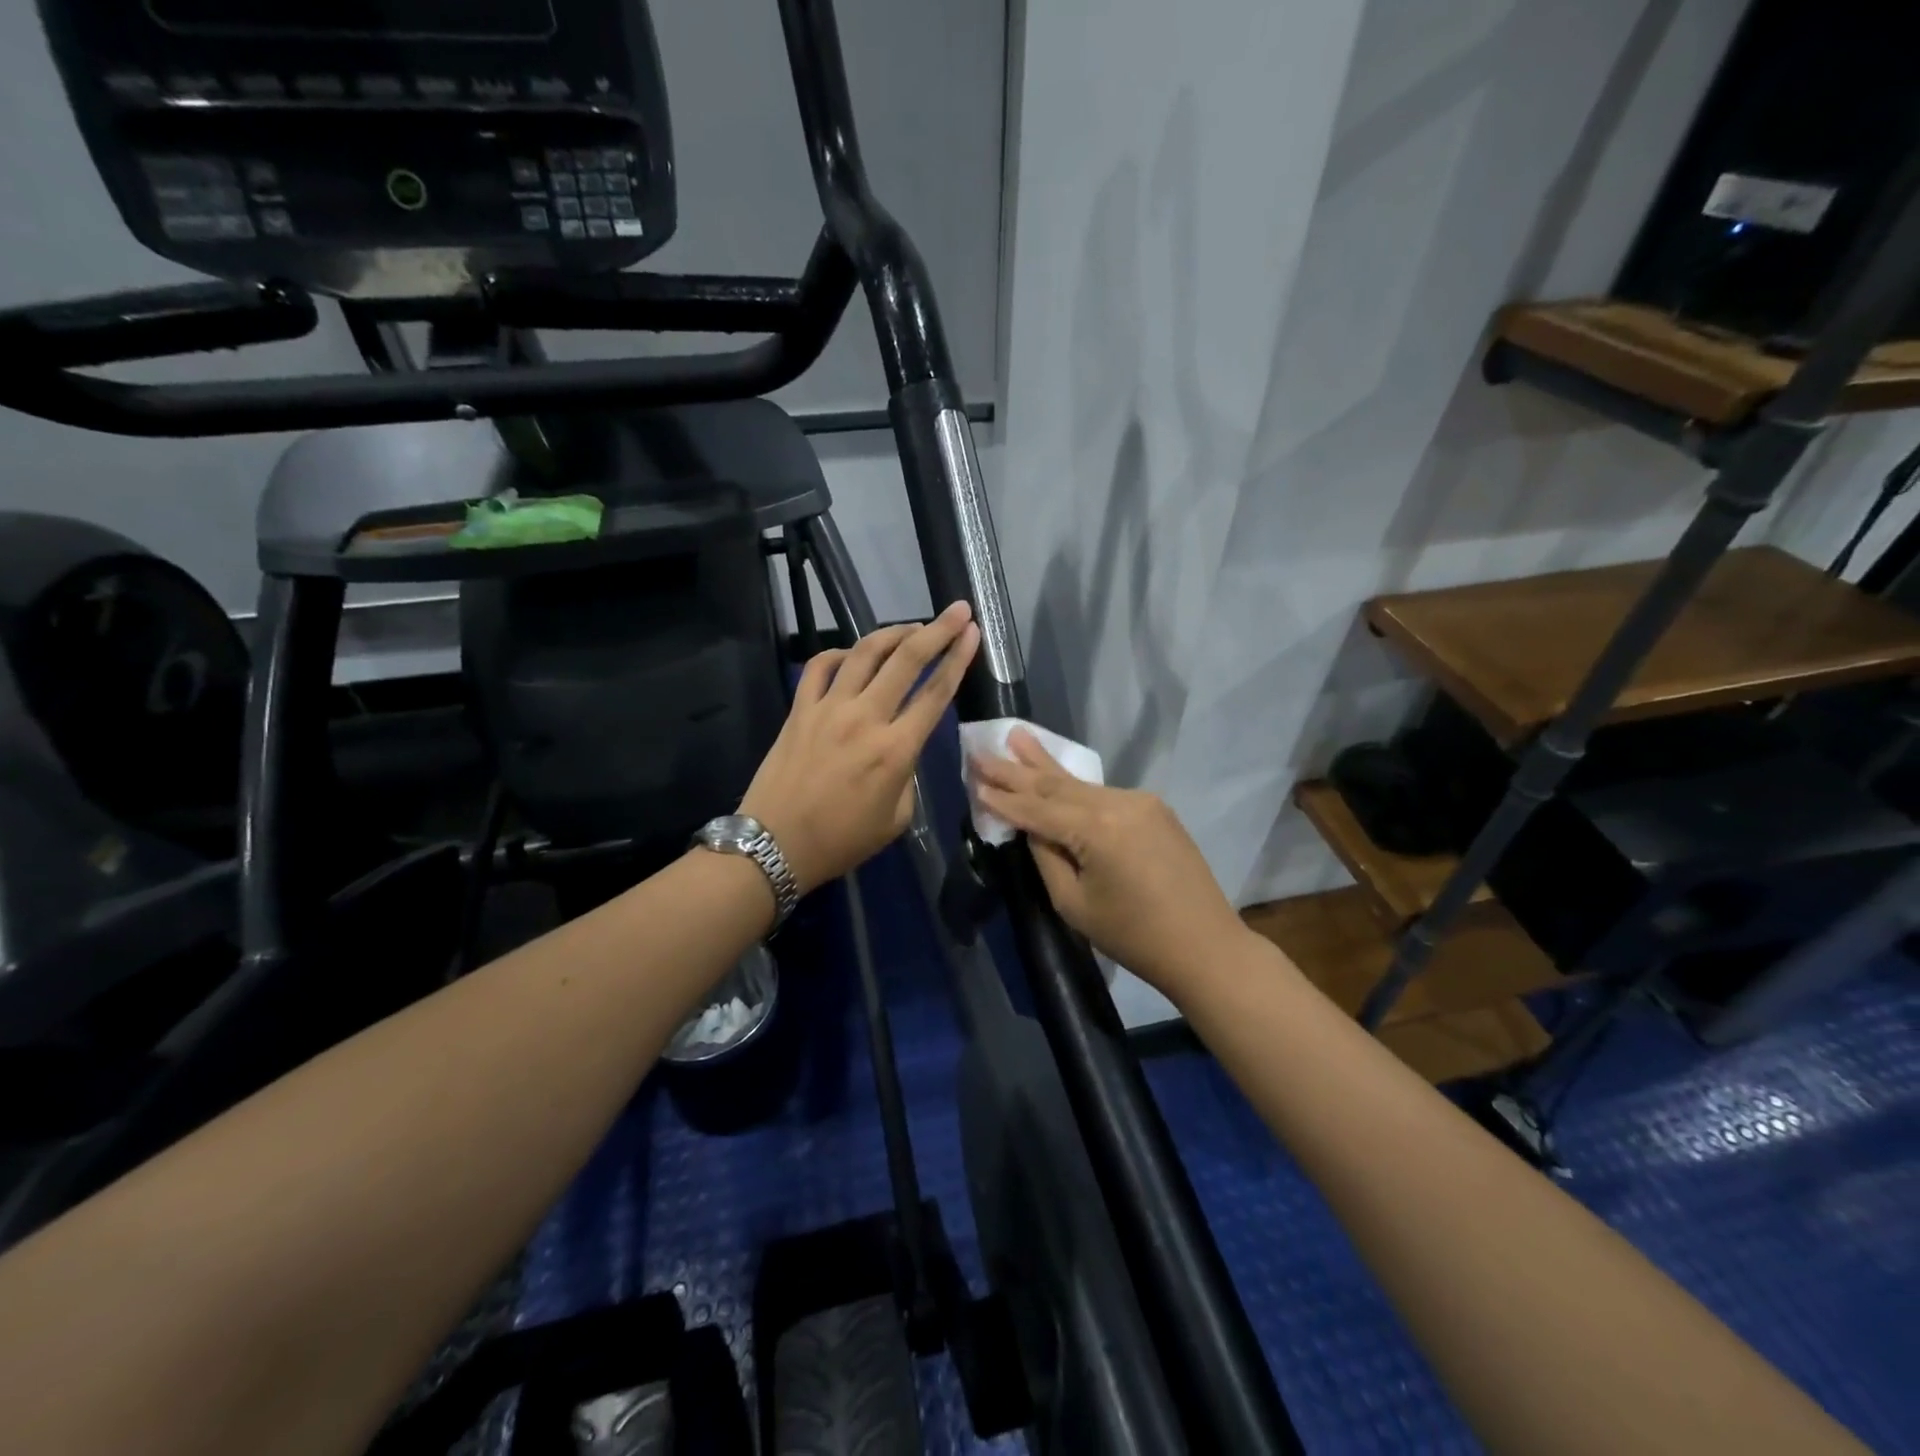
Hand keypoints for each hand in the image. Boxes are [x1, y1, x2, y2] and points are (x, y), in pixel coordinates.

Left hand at [741, 602, 978, 894]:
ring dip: (893, 632)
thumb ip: (908, 774)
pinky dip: (841, 653)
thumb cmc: (841, 840)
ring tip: (912, 626)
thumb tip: (902, 747)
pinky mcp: (799, 709)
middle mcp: (865, 718)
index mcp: (895, 750)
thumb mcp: (896, 818)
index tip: (973, 633)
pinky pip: (820, 666)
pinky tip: (854, 654)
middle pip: (907, 660)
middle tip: (957, 609)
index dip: (959, 659)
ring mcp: (828, 708)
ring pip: (864, 653)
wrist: (775, 845)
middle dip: (937, 630)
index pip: (935, 693)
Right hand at [970, 730, 1249, 996]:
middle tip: (984, 748)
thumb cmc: (1133, 936)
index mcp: (1097, 830)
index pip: (1037, 808)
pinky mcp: (1153, 808)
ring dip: (1045, 766)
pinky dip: (1074, 786)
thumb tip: (1032, 828)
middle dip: (1017, 768)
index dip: (1003, 797)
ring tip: (1017, 738)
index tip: (973, 777)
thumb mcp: (1074, 904)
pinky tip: (1053, 772)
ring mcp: (1140, 801)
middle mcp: (1118, 803)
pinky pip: (1102, 795)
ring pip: (1080, 784)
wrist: (1205, 945)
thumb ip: (1047, 857)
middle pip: (1056, 784)